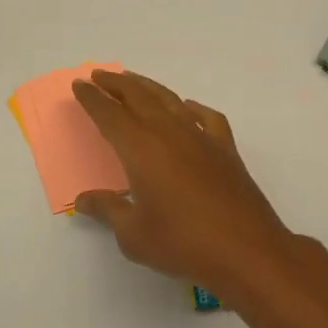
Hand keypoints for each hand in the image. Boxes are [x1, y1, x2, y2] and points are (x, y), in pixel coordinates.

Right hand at [72, 69, 307, 298]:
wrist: (247, 252)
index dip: (92, 98)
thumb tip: (84, 200)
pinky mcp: (226, 150)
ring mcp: (200, 138)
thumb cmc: (182, 244)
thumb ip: (108, 210)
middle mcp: (168, 133)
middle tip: (98, 75)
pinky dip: (193, 108)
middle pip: (137, 97)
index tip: (79, 85)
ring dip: (147, 87)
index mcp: (140, 149)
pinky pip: (206, 118)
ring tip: (132, 80)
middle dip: (115, 84)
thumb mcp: (133, 234)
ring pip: (169, 100)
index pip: (109, 114)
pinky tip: (187, 108)